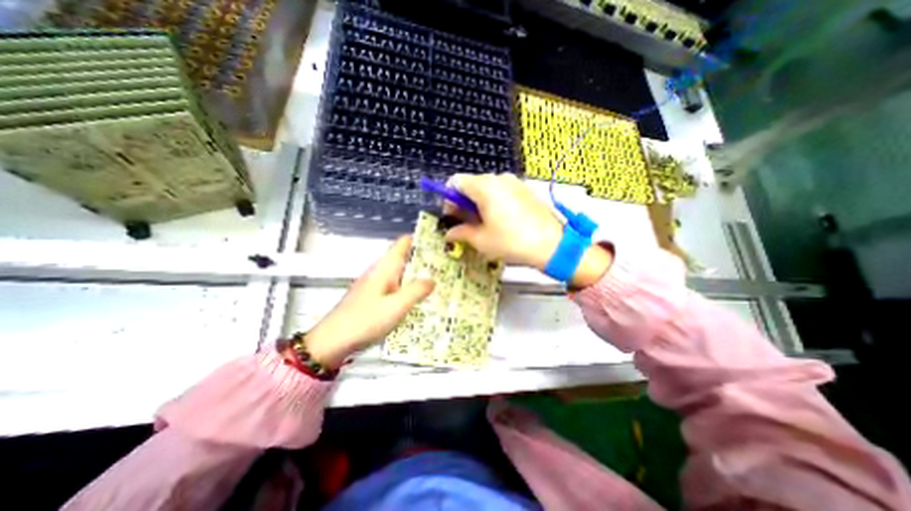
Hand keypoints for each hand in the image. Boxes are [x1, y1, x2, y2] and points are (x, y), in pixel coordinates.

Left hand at [293, 236, 432, 371]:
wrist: (332, 342)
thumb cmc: (364, 320)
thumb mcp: (396, 306)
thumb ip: (416, 291)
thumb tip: (432, 280)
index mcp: (385, 267)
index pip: (404, 243)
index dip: (421, 239)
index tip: (441, 244)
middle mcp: (381, 272)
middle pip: (405, 258)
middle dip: (425, 260)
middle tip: (448, 267)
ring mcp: (376, 285)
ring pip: (402, 274)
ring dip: (419, 276)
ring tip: (441, 282)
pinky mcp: (374, 298)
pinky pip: (397, 288)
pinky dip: (409, 290)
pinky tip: (420, 300)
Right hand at [443, 173, 611, 289]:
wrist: (553, 245)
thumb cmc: (512, 242)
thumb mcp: (481, 240)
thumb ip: (461, 233)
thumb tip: (449, 233)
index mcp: (484, 187)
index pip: (455, 181)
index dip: (448, 198)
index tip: (452, 217)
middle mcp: (499, 178)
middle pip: (471, 184)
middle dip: (463, 203)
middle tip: (466, 224)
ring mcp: (515, 182)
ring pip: (487, 188)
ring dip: (478, 203)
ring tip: (484, 225)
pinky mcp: (525, 190)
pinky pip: (502, 191)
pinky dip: (494, 202)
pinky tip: (500, 221)